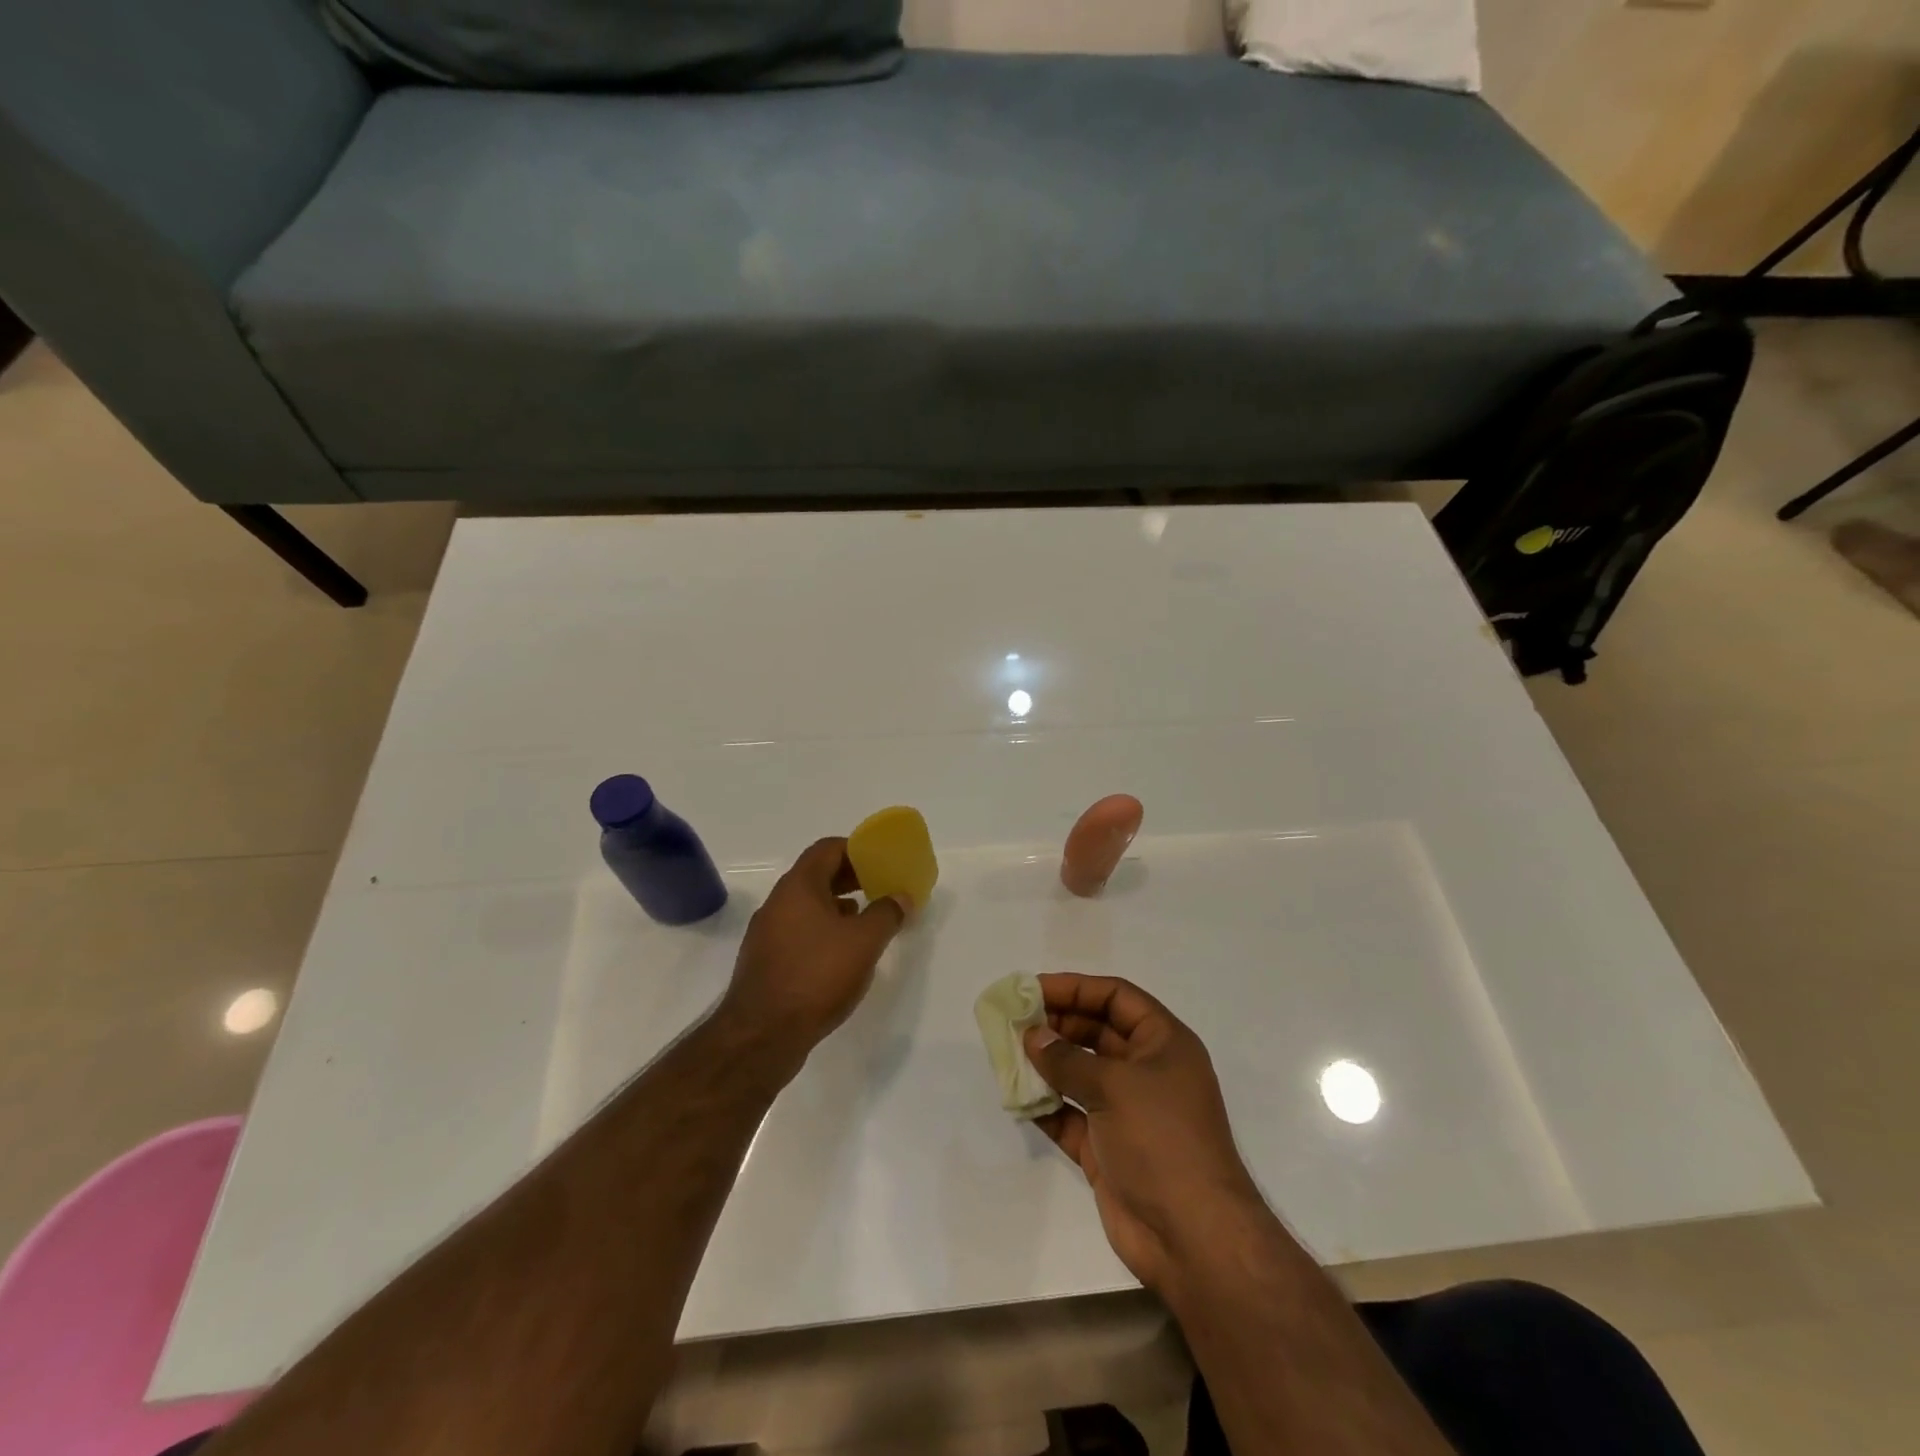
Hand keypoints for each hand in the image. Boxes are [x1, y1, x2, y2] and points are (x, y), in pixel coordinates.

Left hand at [719, 838, 907, 1067]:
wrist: (762, 1034)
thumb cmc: (816, 975)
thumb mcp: (864, 942)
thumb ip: (887, 913)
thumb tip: (900, 896)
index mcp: (798, 886)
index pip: (827, 849)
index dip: (856, 849)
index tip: (880, 861)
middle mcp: (778, 902)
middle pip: (816, 875)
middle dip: (850, 878)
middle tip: (879, 887)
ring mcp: (767, 932)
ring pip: (807, 906)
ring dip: (836, 906)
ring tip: (865, 921)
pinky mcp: (765, 961)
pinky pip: (798, 931)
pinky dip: (822, 931)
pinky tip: (840, 954)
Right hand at [1023, 974, 1264, 1294]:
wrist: (1193, 1239)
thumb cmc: (1162, 1141)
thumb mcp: (1115, 1087)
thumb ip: (1068, 1059)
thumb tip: (1033, 1035)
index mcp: (1164, 1044)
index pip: (1116, 997)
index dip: (1076, 988)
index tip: (1033, 989)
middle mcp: (1147, 1071)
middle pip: (1097, 1031)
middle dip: (1057, 1024)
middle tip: (1014, 1021)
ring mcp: (1127, 1112)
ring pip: (1081, 1073)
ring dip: (1047, 1063)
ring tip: (1008, 1052)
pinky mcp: (1108, 1149)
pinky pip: (1070, 1115)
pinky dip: (1046, 1105)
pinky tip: (1017, 1096)